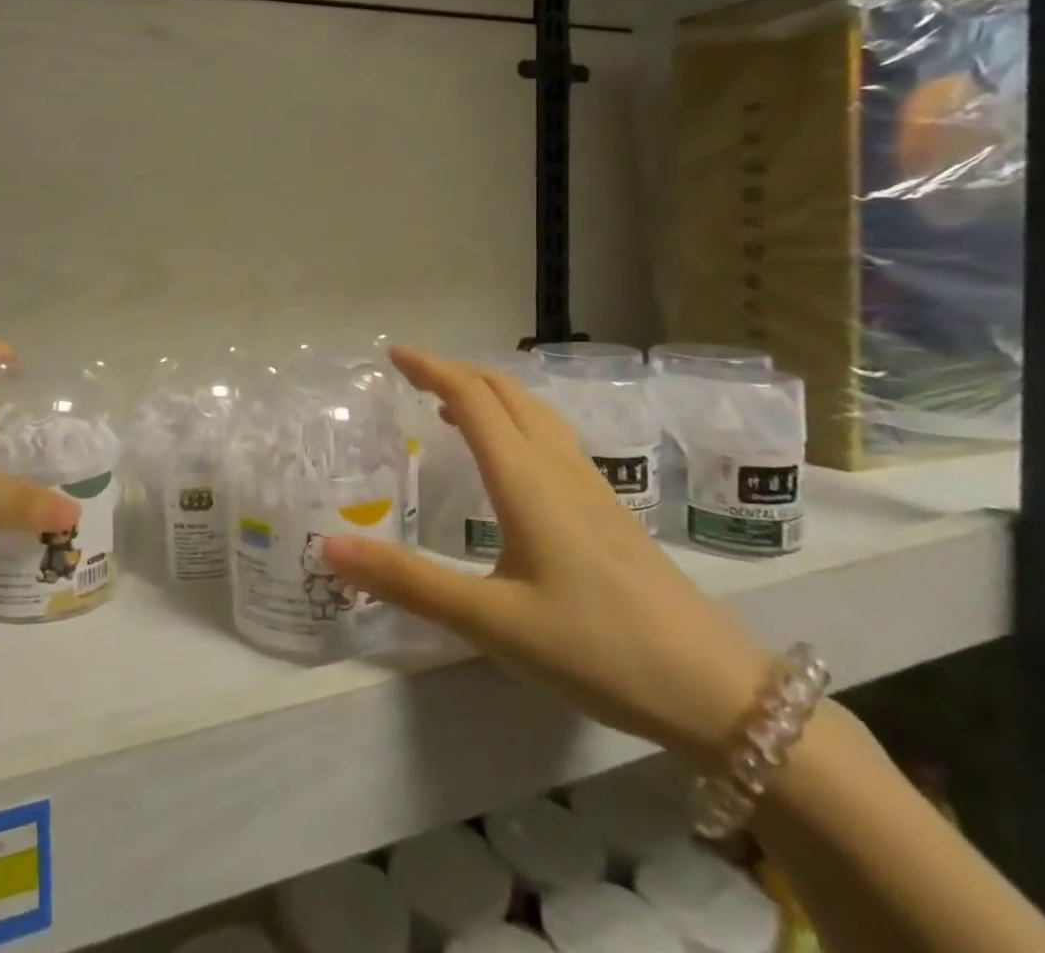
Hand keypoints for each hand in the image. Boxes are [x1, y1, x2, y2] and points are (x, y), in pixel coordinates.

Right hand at [324, 347, 771, 766]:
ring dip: (488, 393)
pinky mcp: (608, 509)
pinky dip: (515, 420)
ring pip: (534, 411)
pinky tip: (510, 459)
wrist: (716, 689)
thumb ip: (408, 582)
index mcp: (525, 478)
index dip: (430, 368)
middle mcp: (557, 467)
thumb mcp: (489, 621)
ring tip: (451, 405)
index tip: (393, 354)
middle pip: (505, 391)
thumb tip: (329, 547)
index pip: (471, 397)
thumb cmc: (595, 648)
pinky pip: (551, 437)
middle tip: (413, 376)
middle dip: (457, 372)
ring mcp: (590, 485)